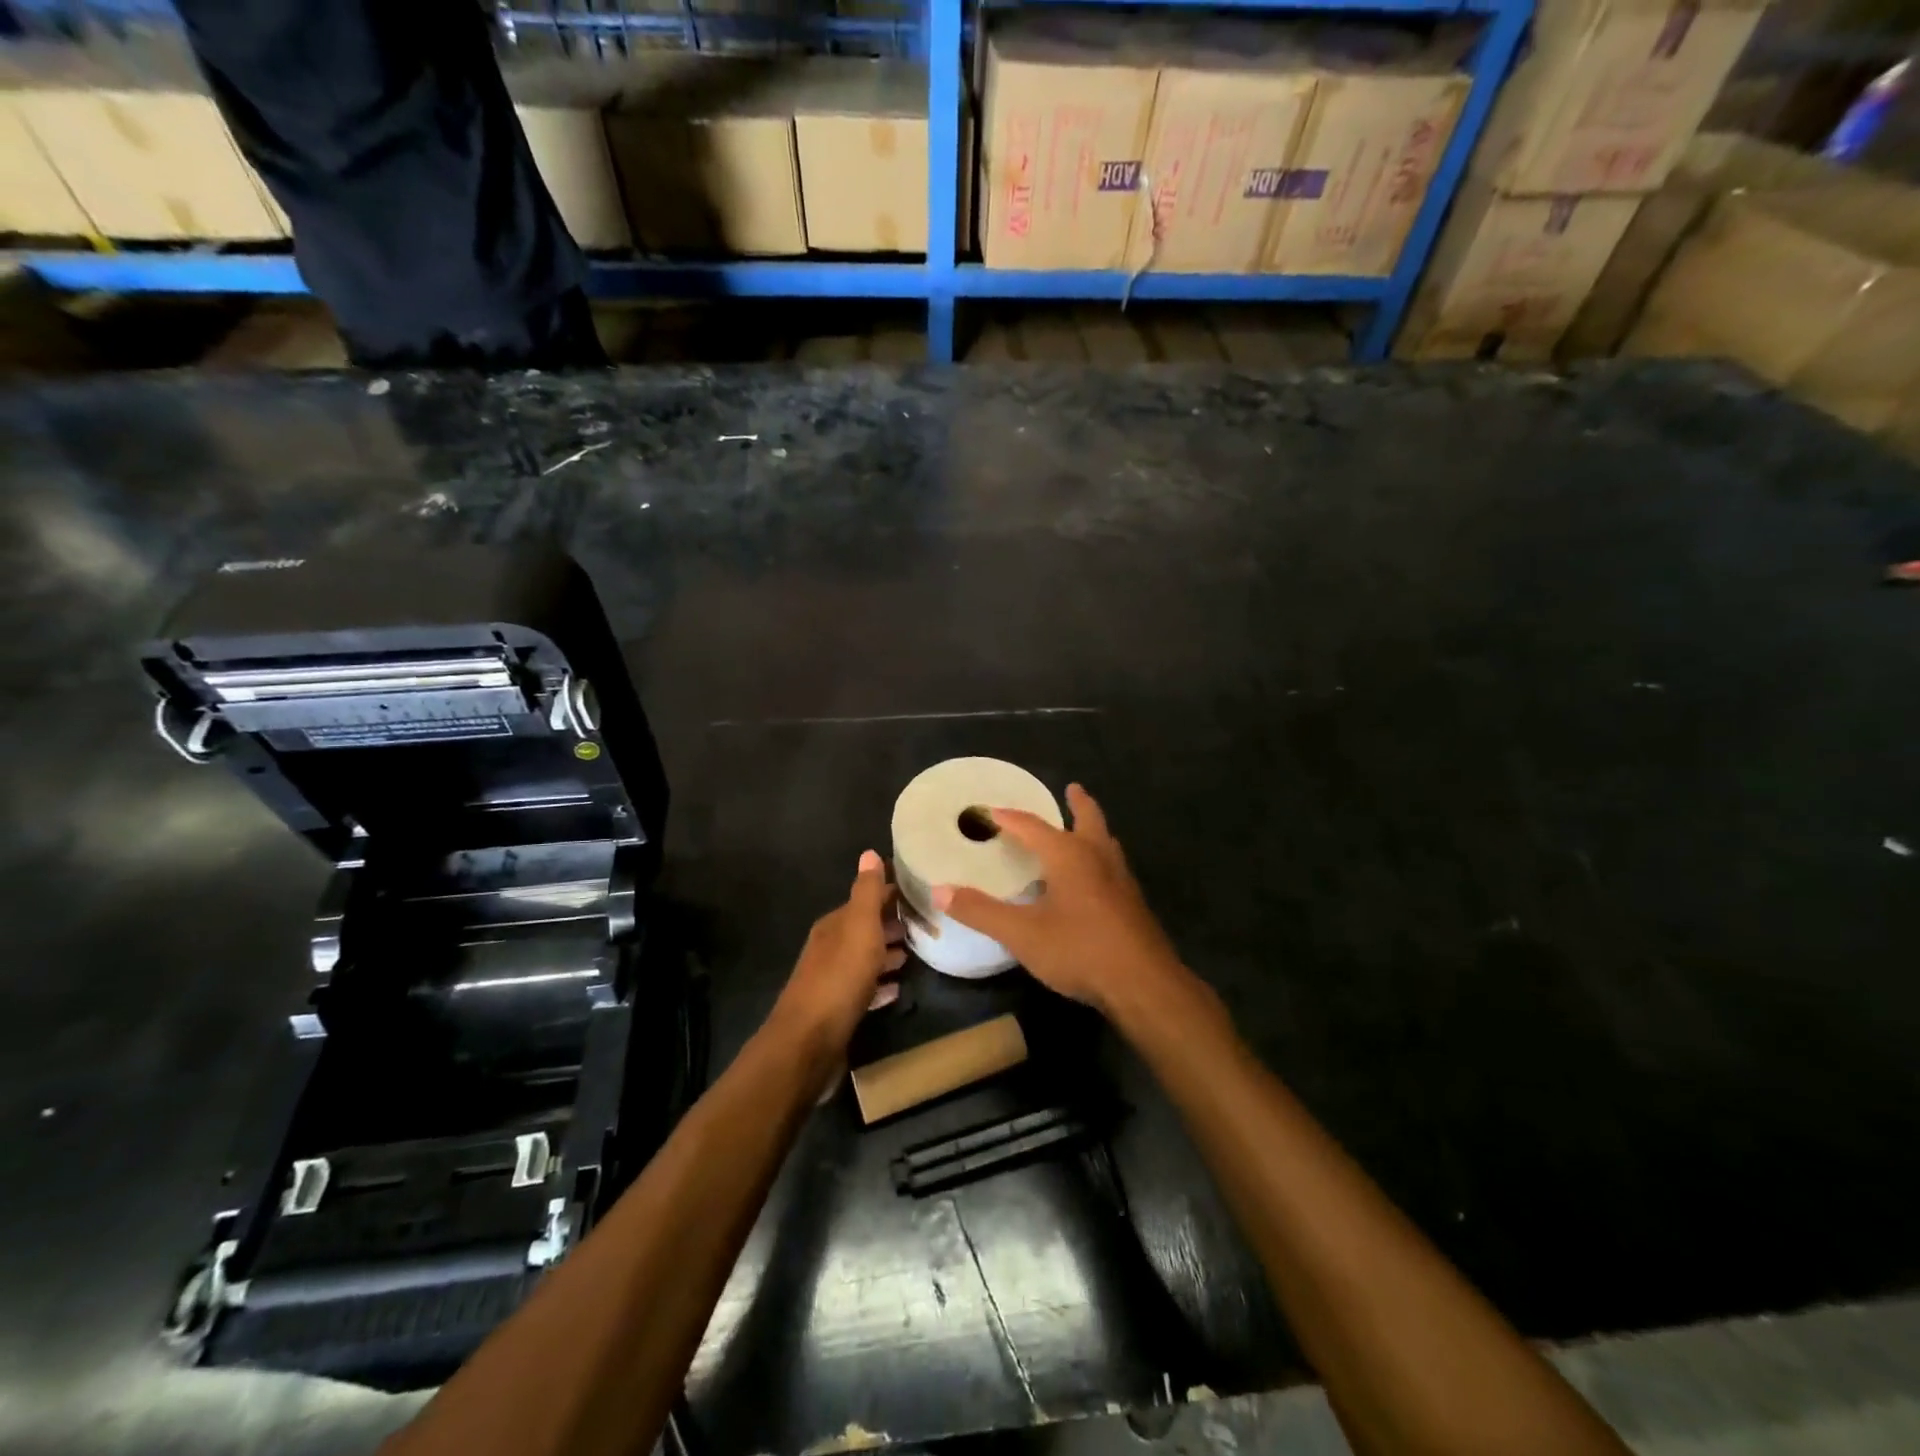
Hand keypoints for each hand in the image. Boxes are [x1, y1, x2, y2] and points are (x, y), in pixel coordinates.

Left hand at [772, 850, 905, 1055]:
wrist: (808, 1044)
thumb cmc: (839, 979)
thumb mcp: (858, 928)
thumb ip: (866, 892)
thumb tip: (870, 852)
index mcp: (835, 925)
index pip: (867, 899)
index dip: (892, 894)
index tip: (924, 892)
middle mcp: (830, 947)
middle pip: (866, 929)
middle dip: (894, 923)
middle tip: (930, 924)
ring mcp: (832, 980)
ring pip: (866, 958)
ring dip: (889, 953)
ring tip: (918, 953)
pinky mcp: (838, 1011)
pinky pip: (865, 989)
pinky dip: (881, 984)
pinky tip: (898, 989)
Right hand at [931, 784, 1186, 1017]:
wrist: (1144, 985)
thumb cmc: (1079, 950)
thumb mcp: (1022, 933)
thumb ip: (981, 911)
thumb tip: (939, 891)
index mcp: (1069, 855)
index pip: (1032, 826)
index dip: (1008, 817)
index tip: (990, 810)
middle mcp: (1098, 857)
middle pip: (1088, 819)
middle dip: (1078, 803)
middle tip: (1072, 789)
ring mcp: (1121, 880)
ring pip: (1106, 842)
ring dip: (1093, 830)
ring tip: (1083, 829)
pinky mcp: (1132, 904)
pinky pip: (1112, 867)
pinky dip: (1100, 858)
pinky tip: (1093, 880)